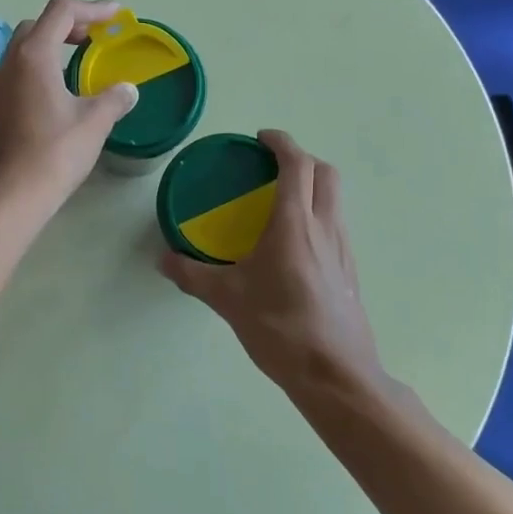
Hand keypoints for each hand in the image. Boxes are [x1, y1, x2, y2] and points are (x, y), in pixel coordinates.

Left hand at [0, 0, 138, 218]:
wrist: (10, 196)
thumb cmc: (54, 153)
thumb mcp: (94, 123)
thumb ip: (114, 99)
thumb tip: (128, 90)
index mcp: (34, 56)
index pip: (61, 11)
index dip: (92, 7)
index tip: (116, 15)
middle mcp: (11, 63)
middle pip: (38, 25)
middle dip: (69, 24)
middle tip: (95, 38)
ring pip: (25, 49)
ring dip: (53, 46)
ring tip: (80, 61)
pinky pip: (19, 72)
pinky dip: (42, 68)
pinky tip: (59, 93)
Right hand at [160, 130, 387, 397]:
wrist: (335, 374)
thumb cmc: (280, 327)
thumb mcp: (228, 299)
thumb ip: (192, 275)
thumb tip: (163, 259)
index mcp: (295, 223)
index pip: (297, 164)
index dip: (281, 142)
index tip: (260, 139)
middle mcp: (325, 226)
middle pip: (325, 173)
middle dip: (301, 159)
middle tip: (272, 168)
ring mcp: (343, 249)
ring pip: (335, 199)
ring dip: (312, 187)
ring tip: (280, 203)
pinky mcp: (350, 271)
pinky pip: (336, 226)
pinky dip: (317, 216)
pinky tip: (293, 246)